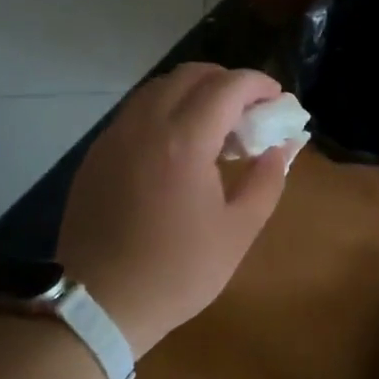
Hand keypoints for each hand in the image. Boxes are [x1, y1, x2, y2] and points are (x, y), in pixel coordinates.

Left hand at [57, 63, 291, 356]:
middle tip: (248, 111)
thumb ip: (267, 180)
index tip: (277, 98)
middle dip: (227, 81)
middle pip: (190, 74)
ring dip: (193, 92)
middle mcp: (146, 125)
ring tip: (214, 127)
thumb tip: (281, 147)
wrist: (97, 304)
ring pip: (158, 88)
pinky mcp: (97, 153)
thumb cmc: (176, 272)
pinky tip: (177, 146)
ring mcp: (115, 136)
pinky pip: (136, 111)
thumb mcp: (238, 232)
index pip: (228, 86)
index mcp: (185, 141)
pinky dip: (165, 110)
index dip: (258, 83)